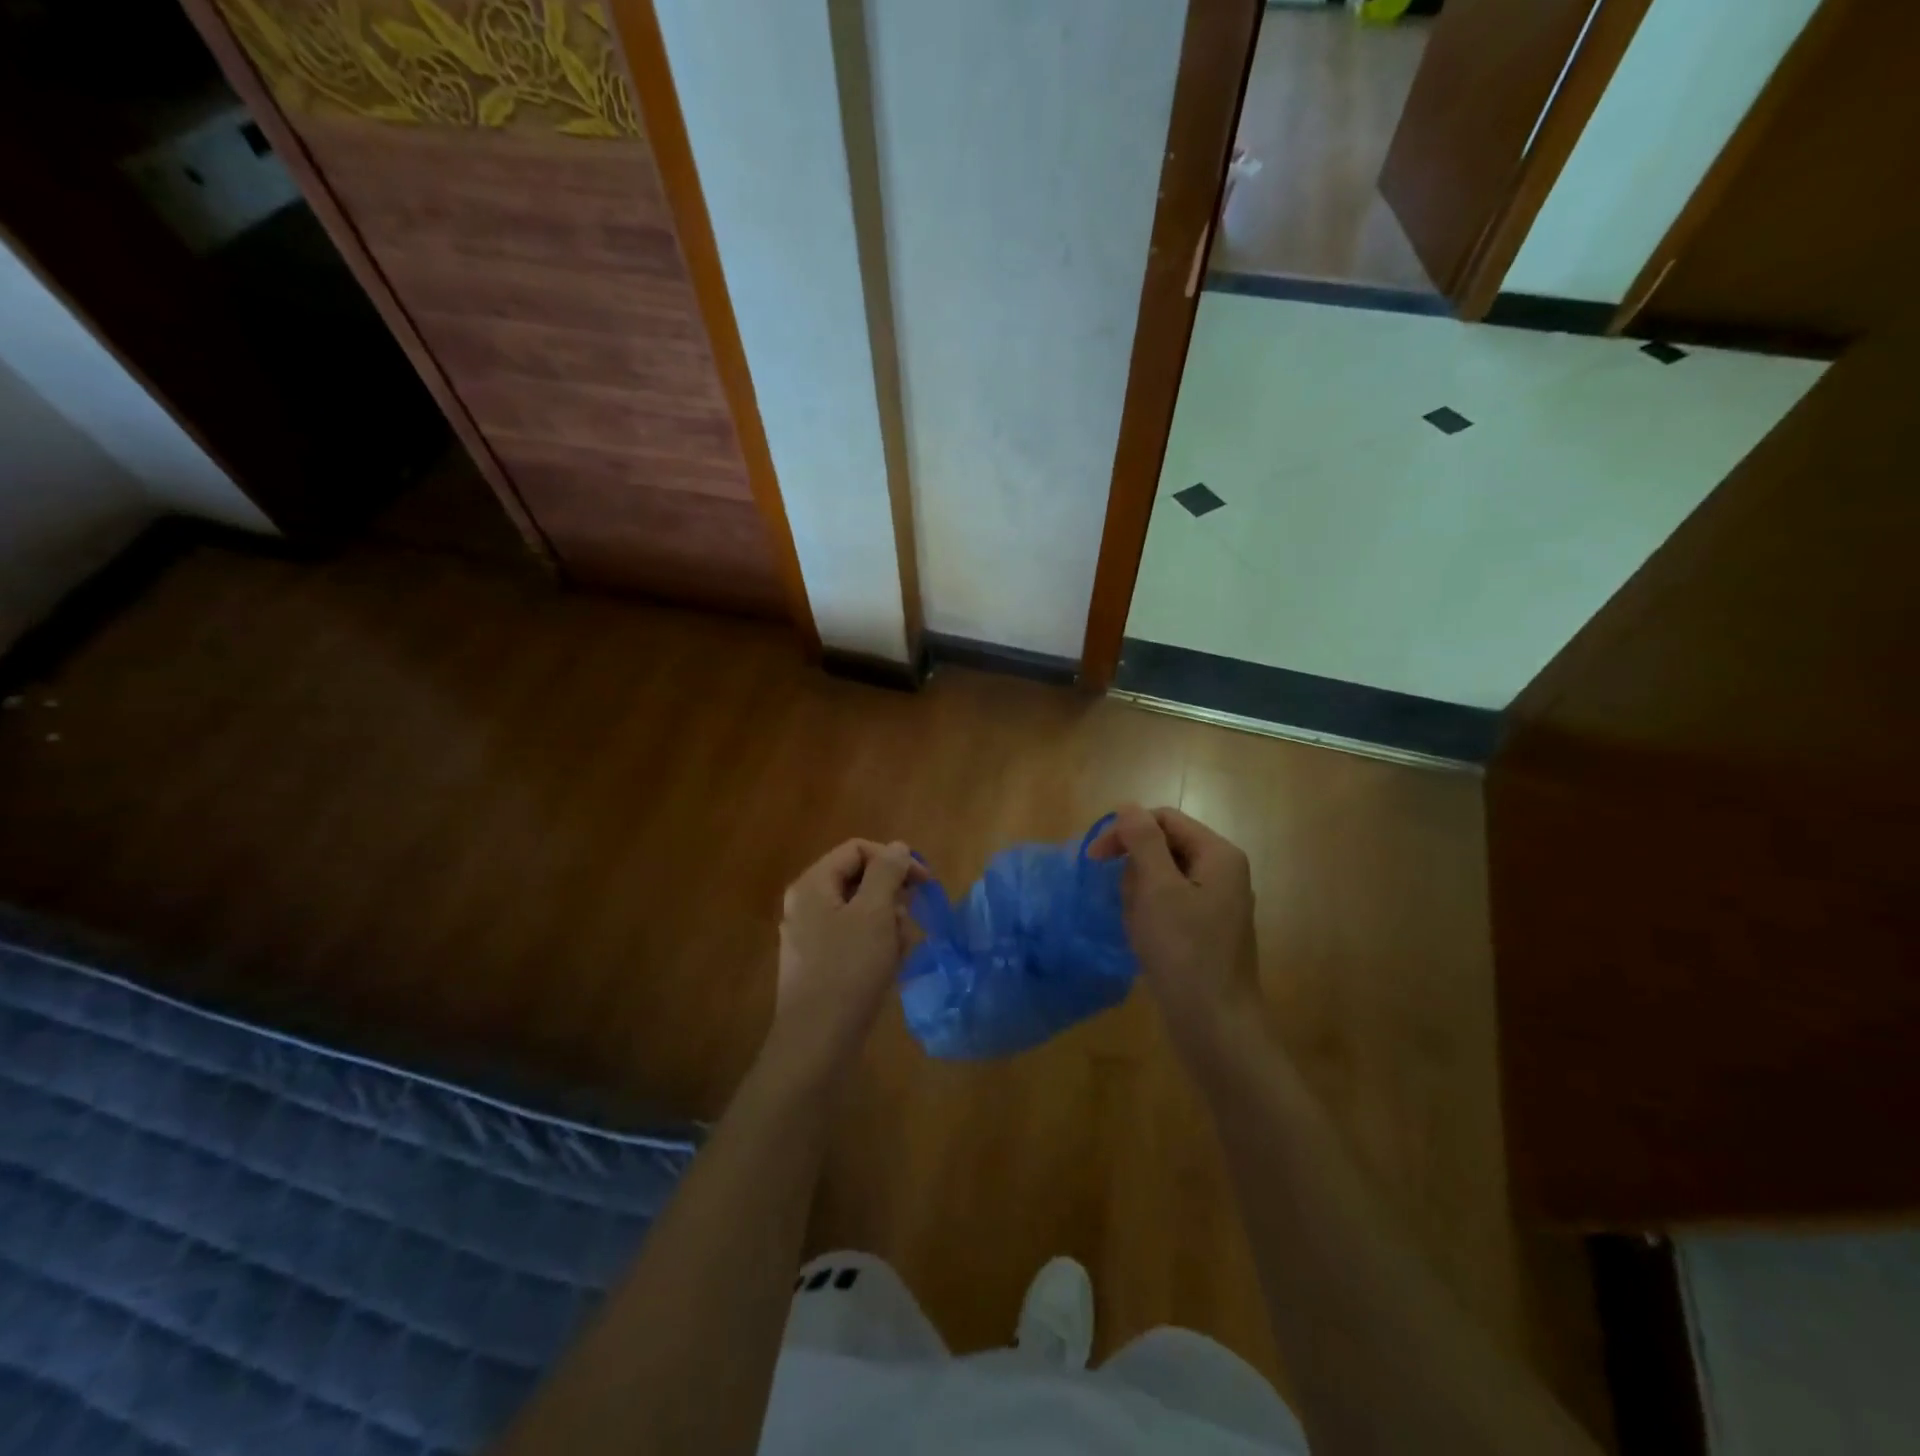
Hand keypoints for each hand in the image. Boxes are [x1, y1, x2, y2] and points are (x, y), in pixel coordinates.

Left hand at [768, 839, 922, 1079]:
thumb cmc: (848, 970)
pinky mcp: (821, 964)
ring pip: (862, 912)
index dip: (893, 859)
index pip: (857, 850)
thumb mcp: (874, 913)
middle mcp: (807, 905)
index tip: (925, 882)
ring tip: (900, 950)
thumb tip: (897, 847)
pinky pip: (855, 939)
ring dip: (889, 924)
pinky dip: (877, 946)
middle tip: (911, 920)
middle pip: (860, 880)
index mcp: (813, 885)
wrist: (817, 1043)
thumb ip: (887, 872)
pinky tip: (891, 967)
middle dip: (892, 897)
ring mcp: (812, 936)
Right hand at [1090, 805, 1261, 1053]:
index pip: (1164, 819)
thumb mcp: (1158, 889)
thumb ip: (1143, 842)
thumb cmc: (1184, 952)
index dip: (1126, 831)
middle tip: (1126, 903)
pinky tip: (1146, 941)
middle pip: (1165, 847)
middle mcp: (1223, 872)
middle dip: (1135, 869)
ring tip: (1139, 928)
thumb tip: (1129, 808)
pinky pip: (1170, 905)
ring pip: (1163, 878)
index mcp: (1218, 855)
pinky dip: (1151, 915)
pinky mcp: (1207, 930)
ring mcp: (1217, 903)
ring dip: (1140, 895)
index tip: (1093, 859)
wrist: (1215, 1026)